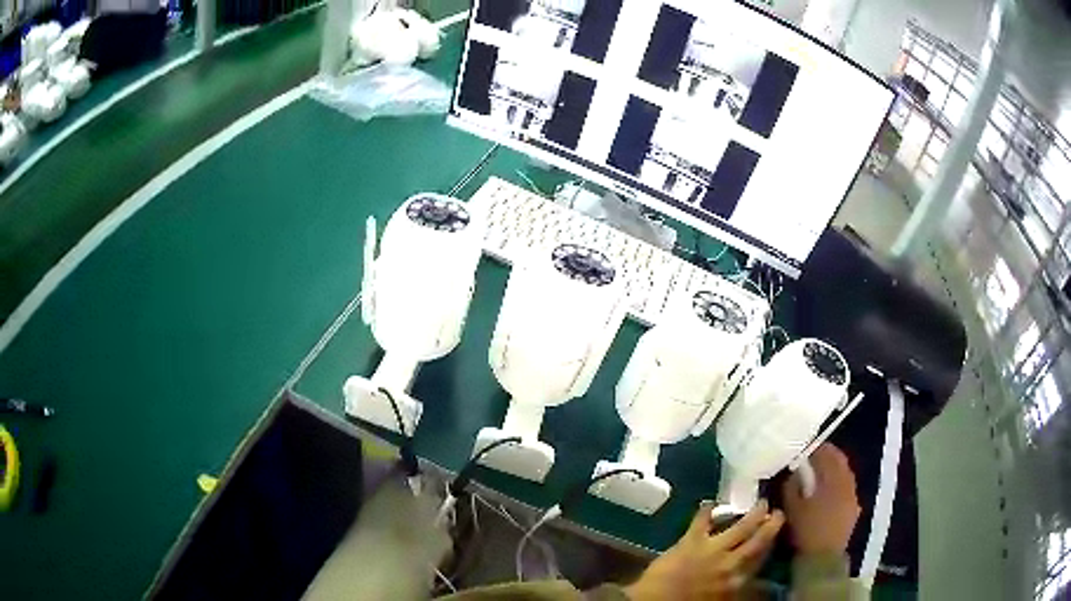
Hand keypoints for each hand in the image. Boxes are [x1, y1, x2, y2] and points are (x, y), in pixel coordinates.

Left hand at [625, 500, 783, 600]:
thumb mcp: (717, 599)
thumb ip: (732, 587)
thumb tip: (743, 577)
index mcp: (737, 582)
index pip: (760, 561)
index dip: (770, 546)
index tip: (776, 535)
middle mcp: (731, 565)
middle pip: (757, 543)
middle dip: (770, 527)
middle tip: (778, 513)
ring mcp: (713, 551)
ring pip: (740, 529)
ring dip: (753, 515)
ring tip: (762, 503)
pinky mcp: (691, 541)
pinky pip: (702, 522)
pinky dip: (705, 511)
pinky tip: (709, 503)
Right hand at [782, 443, 860, 555]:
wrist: (823, 557)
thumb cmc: (805, 530)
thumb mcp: (791, 508)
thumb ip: (791, 486)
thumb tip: (793, 472)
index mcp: (832, 479)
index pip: (826, 453)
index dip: (816, 448)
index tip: (806, 448)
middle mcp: (846, 482)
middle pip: (840, 460)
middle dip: (828, 456)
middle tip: (814, 456)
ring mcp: (853, 495)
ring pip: (846, 473)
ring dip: (835, 469)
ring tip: (821, 473)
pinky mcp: (854, 507)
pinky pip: (848, 487)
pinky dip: (839, 483)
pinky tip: (830, 491)